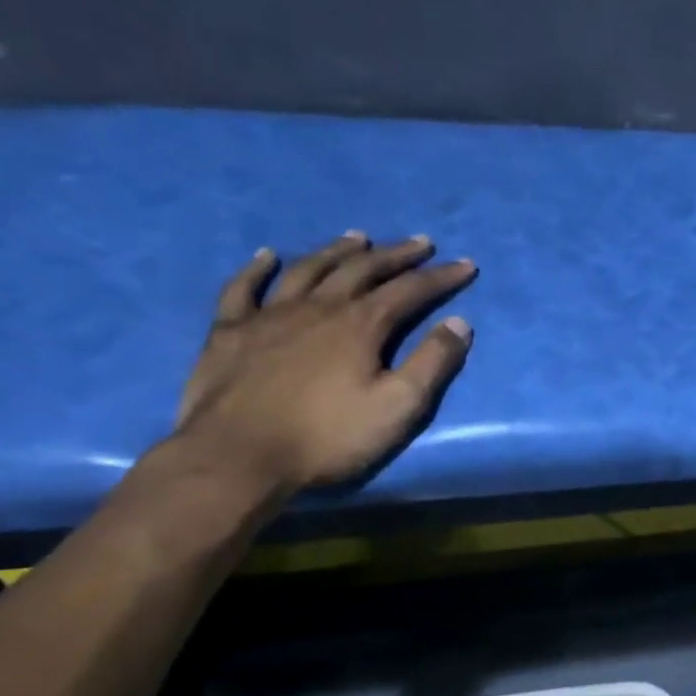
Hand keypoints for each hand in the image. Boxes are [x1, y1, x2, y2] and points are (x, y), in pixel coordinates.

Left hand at [173, 232, 476, 493]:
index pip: (410, 290)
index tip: (466, 265)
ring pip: (308, 269)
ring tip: (358, 239)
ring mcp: (268, 316)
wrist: (237, 457)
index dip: (441, 276)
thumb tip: (459, 323)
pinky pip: (243, 288)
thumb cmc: (327, 436)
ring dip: (337, 251)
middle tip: (420, 243)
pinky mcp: (229, 332)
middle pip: (362, 269)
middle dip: (396, 254)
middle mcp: (317, 307)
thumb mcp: (398, 407)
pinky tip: (268, 255)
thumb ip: (432, 363)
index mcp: (360, 325)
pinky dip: (257, 268)